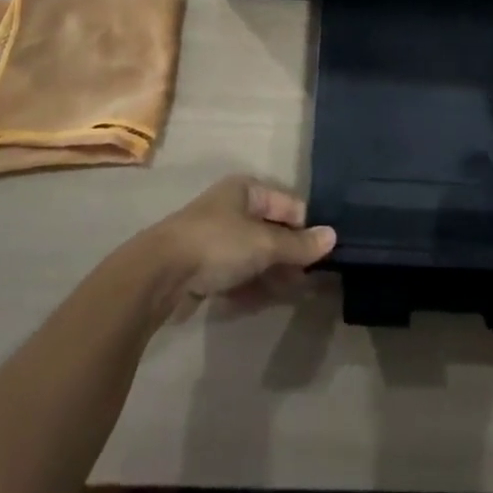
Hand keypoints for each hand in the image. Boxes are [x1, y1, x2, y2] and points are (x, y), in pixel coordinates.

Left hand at [140, 176, 335, 318]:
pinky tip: (263, 302)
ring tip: (291, 294)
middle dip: (289, 255)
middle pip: (271, 231)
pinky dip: (251, 286)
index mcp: (246, 190)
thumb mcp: (264, 244)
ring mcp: (215, 239)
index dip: (305, 228)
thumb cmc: (217, 244)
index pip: (288, 205)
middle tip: (309, 280)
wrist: (159, 274)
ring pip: (254, 256)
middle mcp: (231, 209)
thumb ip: (299, 245)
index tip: (321, 256)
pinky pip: (236, 275)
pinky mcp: (202, 267)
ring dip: (272, 274)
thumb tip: (333, 236)